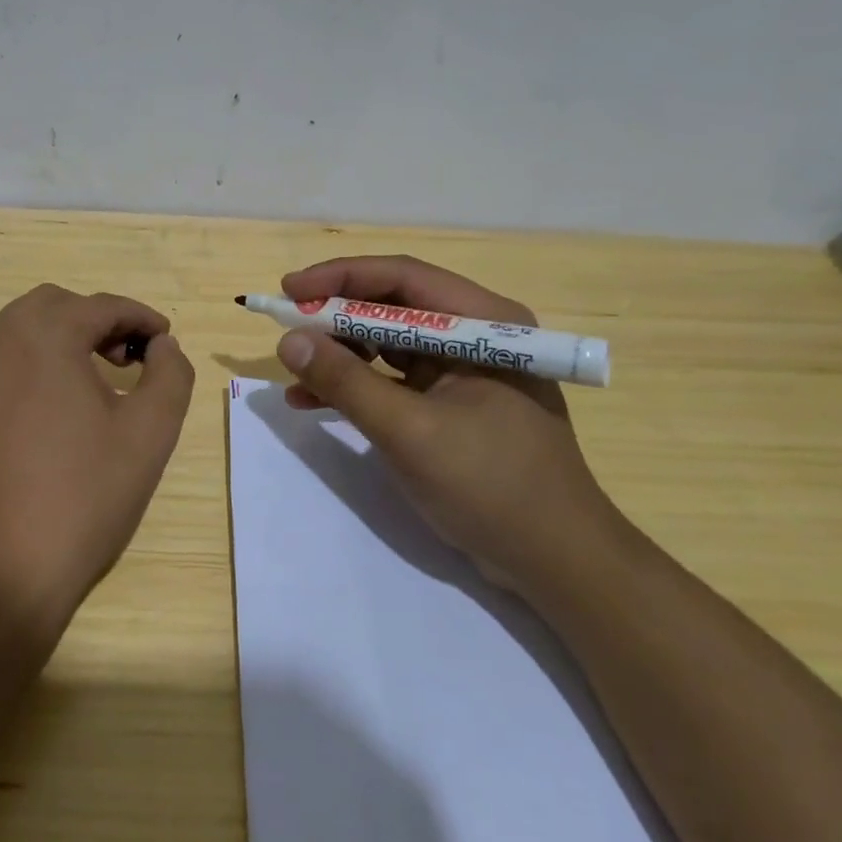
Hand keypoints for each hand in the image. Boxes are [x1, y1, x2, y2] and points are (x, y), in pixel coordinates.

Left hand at [0, 284, 195, 639]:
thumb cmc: (82, 495)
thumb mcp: (149, 432)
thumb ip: (170, 374)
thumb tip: (162, 346)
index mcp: (43, 333)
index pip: (102, 306)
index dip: (142, 318)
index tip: (167, 341)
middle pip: (59, 306)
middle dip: (101, 321)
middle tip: (134, 359)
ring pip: (27, 328)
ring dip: (68, 337)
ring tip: (103, 378)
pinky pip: (6, 357)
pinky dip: (40, 359)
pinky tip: (63, 402)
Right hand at [276, 256, 623, 599]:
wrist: (555, 563)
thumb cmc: (491, 486)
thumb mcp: (409, 432)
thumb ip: (345, 382)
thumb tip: (288, 340)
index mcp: (483, 324)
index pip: (402, 279)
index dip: (340, 278)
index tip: (288, 290)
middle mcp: (475, 336)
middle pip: (392, 308)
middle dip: (336, 318)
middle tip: (286, 329)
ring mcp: (464, 371)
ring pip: (388, 344)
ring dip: (341, 355)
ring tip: (293, 372)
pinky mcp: (452, 404)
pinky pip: (394, 380)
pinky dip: (356, 388)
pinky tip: (312, 403)